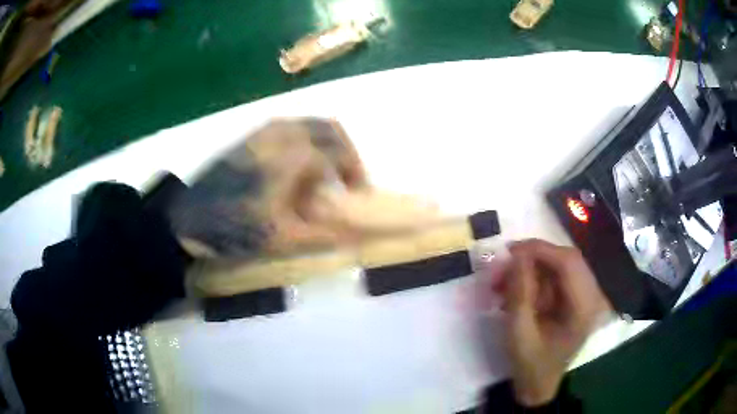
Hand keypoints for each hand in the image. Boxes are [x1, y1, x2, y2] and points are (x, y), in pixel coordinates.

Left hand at [168, 118, 367, 257]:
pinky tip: (299, 166)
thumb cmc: (236, 227)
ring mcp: (265, 131)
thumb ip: (323, 233)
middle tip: (348, 178)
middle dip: (347, 151)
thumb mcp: (282, 238)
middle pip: (330, 128)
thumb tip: (355, 231)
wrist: (191, 217)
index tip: (358, 195)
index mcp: (293, 155)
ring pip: (310, 123)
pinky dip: (307, 139)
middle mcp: (283, 134)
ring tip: (326, 172)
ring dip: (327, 143)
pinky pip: (290, 126)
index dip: (356, 173)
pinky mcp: (252, 136)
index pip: (340, 154)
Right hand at [493, 239, 610, 405]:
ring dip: (531, 269)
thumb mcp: (519, 333)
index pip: (569, 263)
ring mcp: (585, 297)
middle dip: (534, 258)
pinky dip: (534, 280)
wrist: (538, 387)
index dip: (540, 250)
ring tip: (503, 282)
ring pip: (560, 266)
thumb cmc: (530, 365)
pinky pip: (556, 278)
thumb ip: (519, 293)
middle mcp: (591, 297)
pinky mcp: (575, 300)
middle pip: (567, 259)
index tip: (510, 251)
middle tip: (505, 263)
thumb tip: (516, 256)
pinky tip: (514, 291)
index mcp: (584, 308)